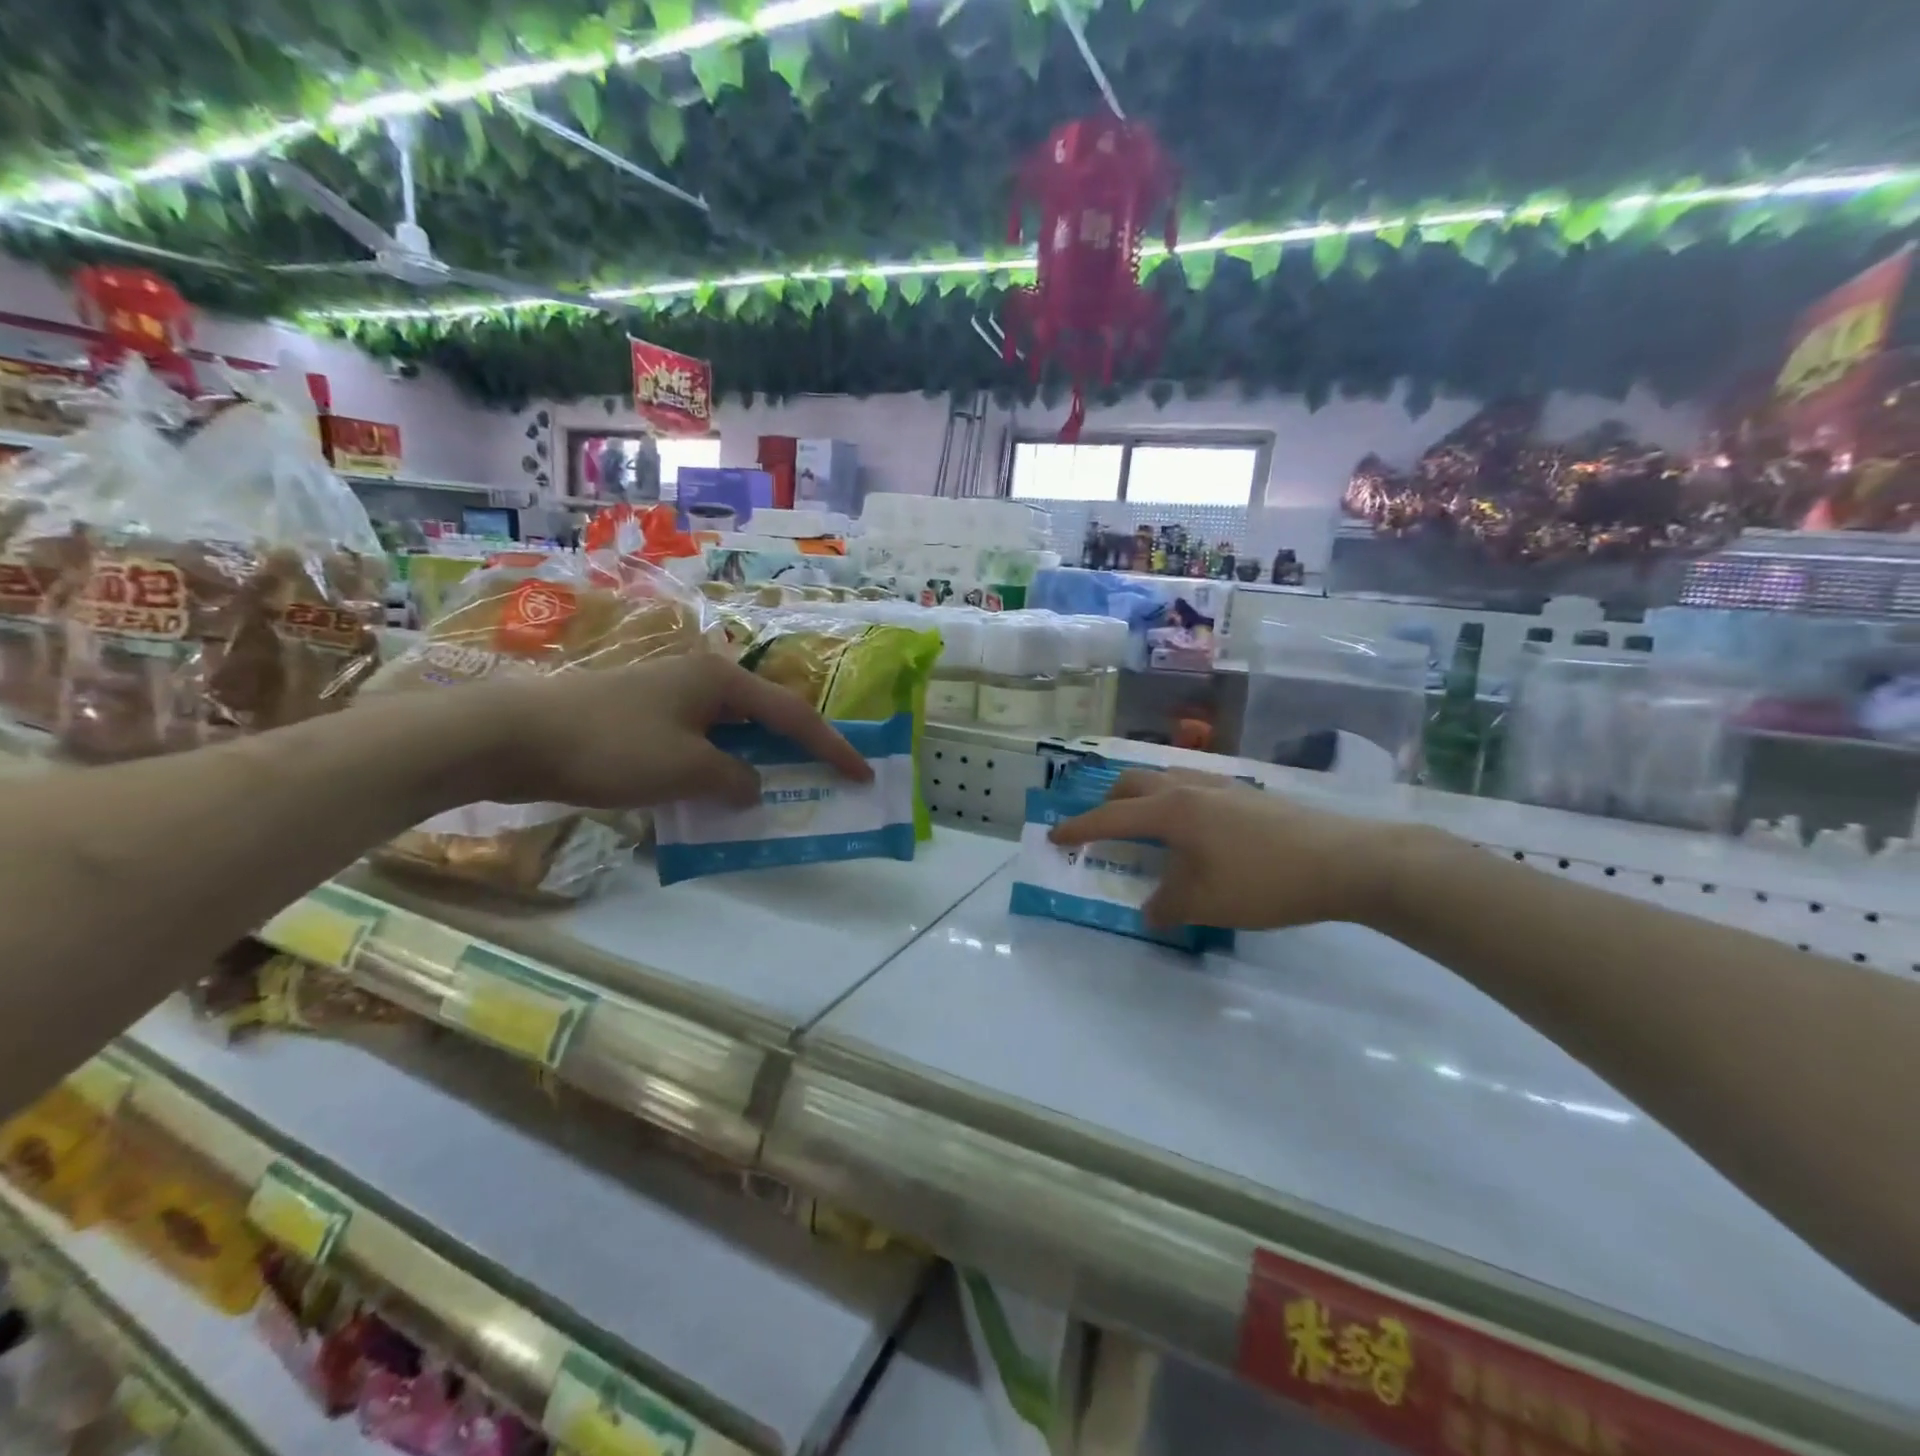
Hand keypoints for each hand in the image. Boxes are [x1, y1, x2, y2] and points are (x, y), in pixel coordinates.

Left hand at [458, 654, 871, 809]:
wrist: (512, 736)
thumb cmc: (611, 746)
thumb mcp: (686, 770)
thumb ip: (734, 780)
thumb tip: (752, 786)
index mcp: (721, 680)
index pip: (793, 716)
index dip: (832, 747)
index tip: (863, 773)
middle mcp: (702, 679)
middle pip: (766, 718)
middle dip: (798, 751)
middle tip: (827, 780)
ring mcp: (670, 697)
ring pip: (731, 733)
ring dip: (756, 764)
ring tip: (781, 792)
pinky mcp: (644, 718)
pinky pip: (700, 744)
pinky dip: (719, 769)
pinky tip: (719, 795)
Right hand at [1048, 769, 1400, 930]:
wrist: (1344, 861)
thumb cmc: (1264, 880)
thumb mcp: (1205, 903)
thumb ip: (1166, 905)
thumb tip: (1150, 908)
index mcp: (1171, 810)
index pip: (1111, 817)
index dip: (1079, 828)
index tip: (1054, 835)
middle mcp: (1190, 788)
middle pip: (1134, 783)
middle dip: (1108, 802)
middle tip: (1099, 827)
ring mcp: (1222, 786)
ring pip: (1165, 780)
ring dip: (1143, 798)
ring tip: (1143, 826)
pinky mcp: (1248, 794)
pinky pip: (1192, 788)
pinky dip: (1173, 803)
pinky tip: (1192, 830)